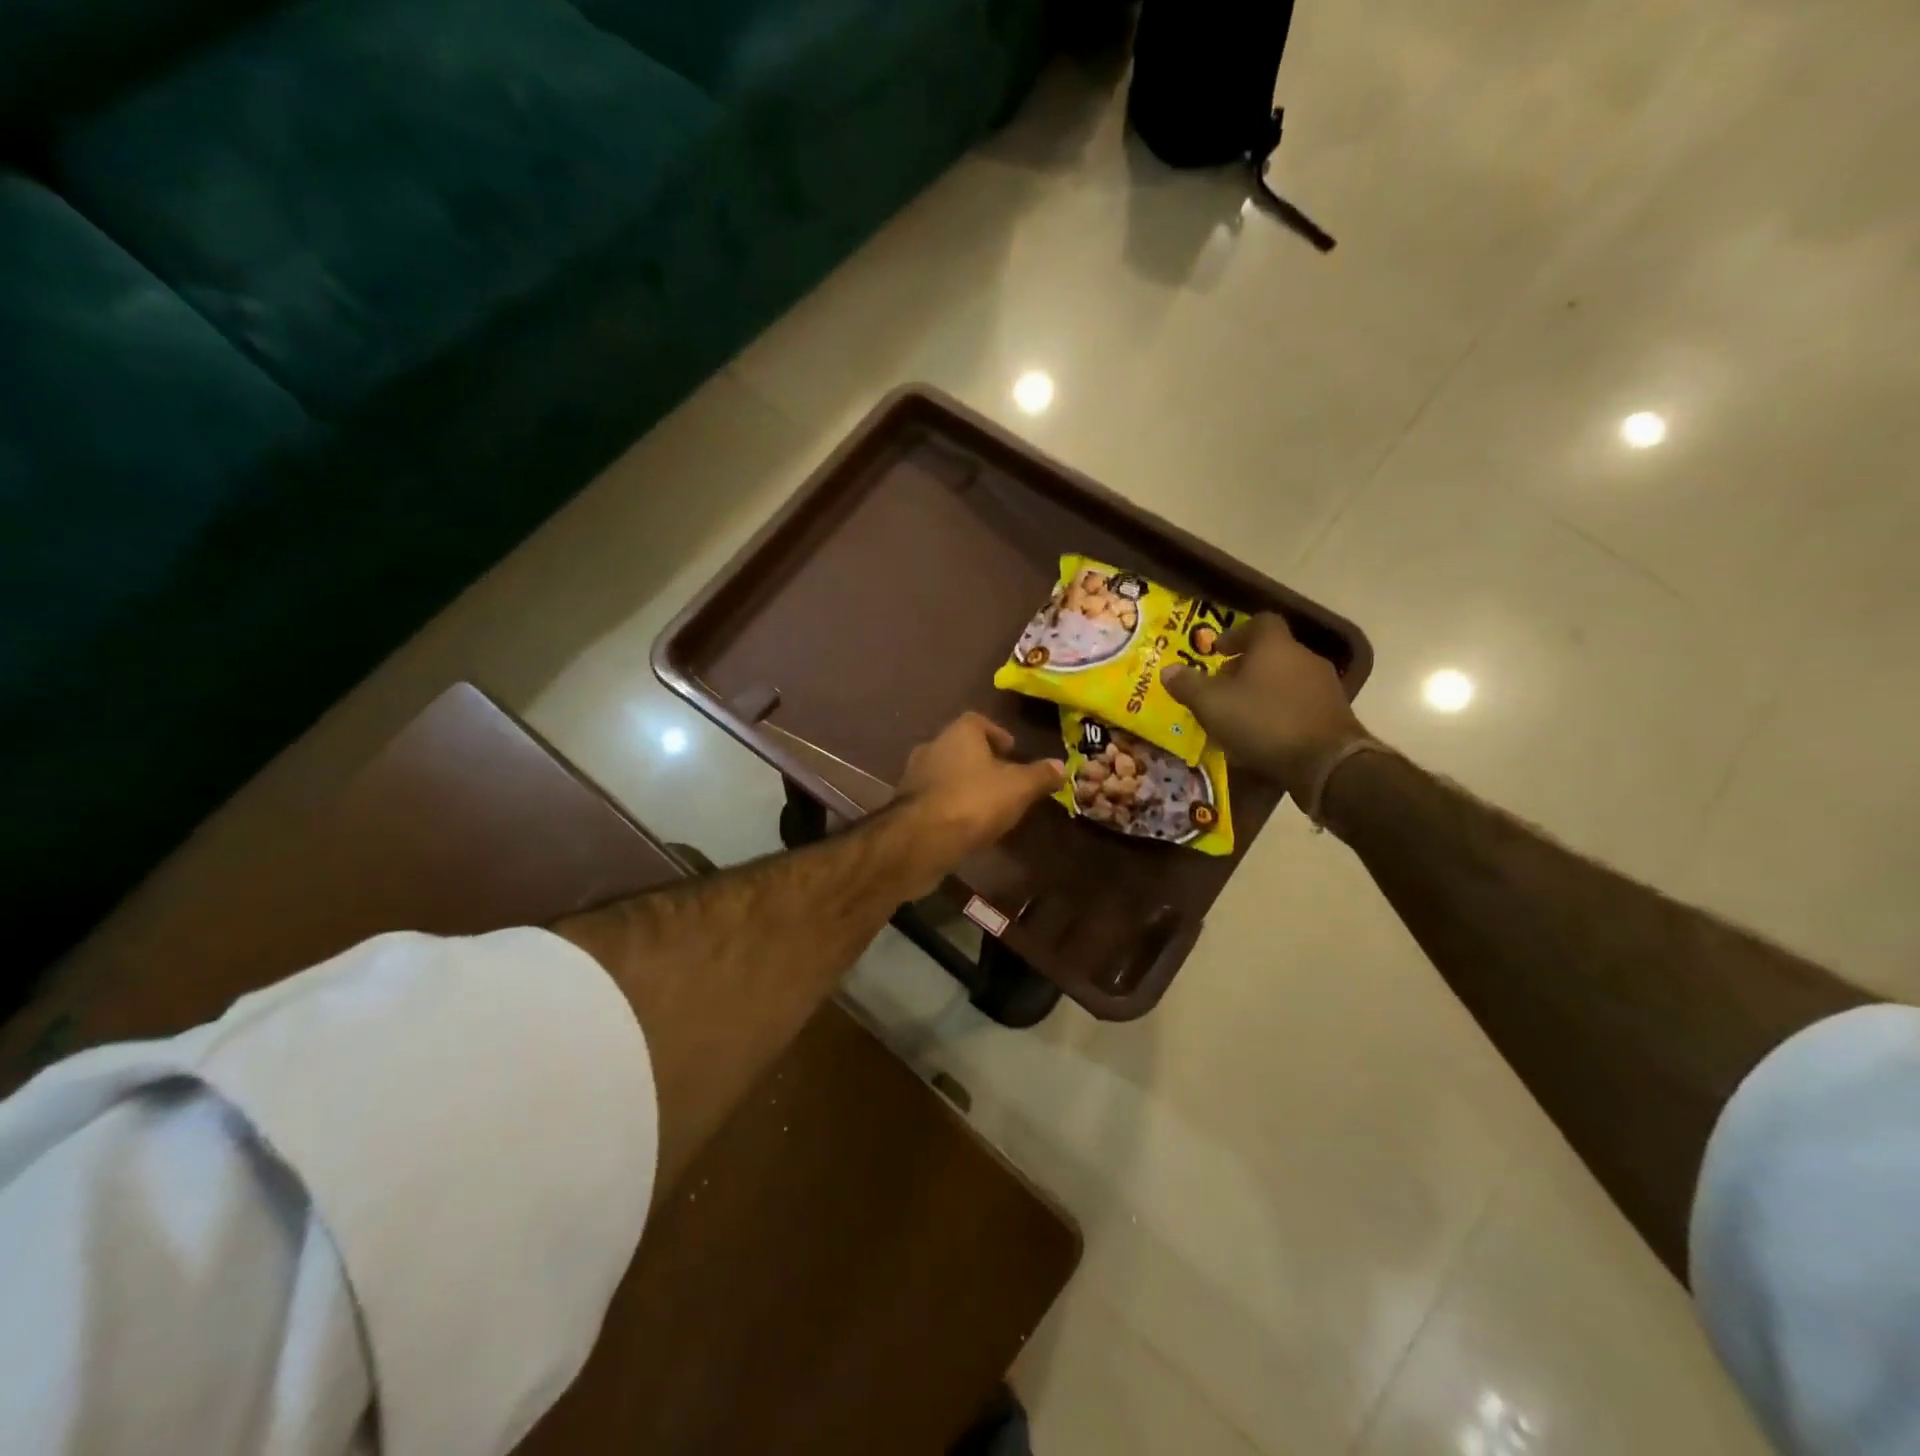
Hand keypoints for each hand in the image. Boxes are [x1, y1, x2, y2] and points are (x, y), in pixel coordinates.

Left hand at [897, 713, 1064, 876]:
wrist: (921, 839)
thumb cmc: (974, 801)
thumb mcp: (1018, 788)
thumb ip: (1040, 775)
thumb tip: (1061, 765)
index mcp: (959, 733)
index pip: (978, 721)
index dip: (997, 734)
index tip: (1012, 751)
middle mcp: (932, 746)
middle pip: (960, 746)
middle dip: (980, 760)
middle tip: (1002, 779)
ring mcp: (914, 774)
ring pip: (945, 772)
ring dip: (963, 783)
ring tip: (985, 803)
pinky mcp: (904, 804)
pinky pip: (933, 797)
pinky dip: (948, 804)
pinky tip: (963, 822)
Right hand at [1160, 614, 1369, 797]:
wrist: (1326, 762)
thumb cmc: (1263, 722)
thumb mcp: (1212, 704)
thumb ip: (1188, 685)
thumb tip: (1168, 670)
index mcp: (1275, 645)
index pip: (1259, 622)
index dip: (1236, 634)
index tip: (1218, 652)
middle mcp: (1304, 656)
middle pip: (1272, 652)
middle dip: (1245, 668)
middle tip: (1222, 688)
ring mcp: (1324, 685)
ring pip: (1286, 679)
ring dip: (1264, 691)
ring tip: (1241, 716)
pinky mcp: (1336, 713)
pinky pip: (1300, 703)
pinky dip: (1281, 711)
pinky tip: (1266, 735)